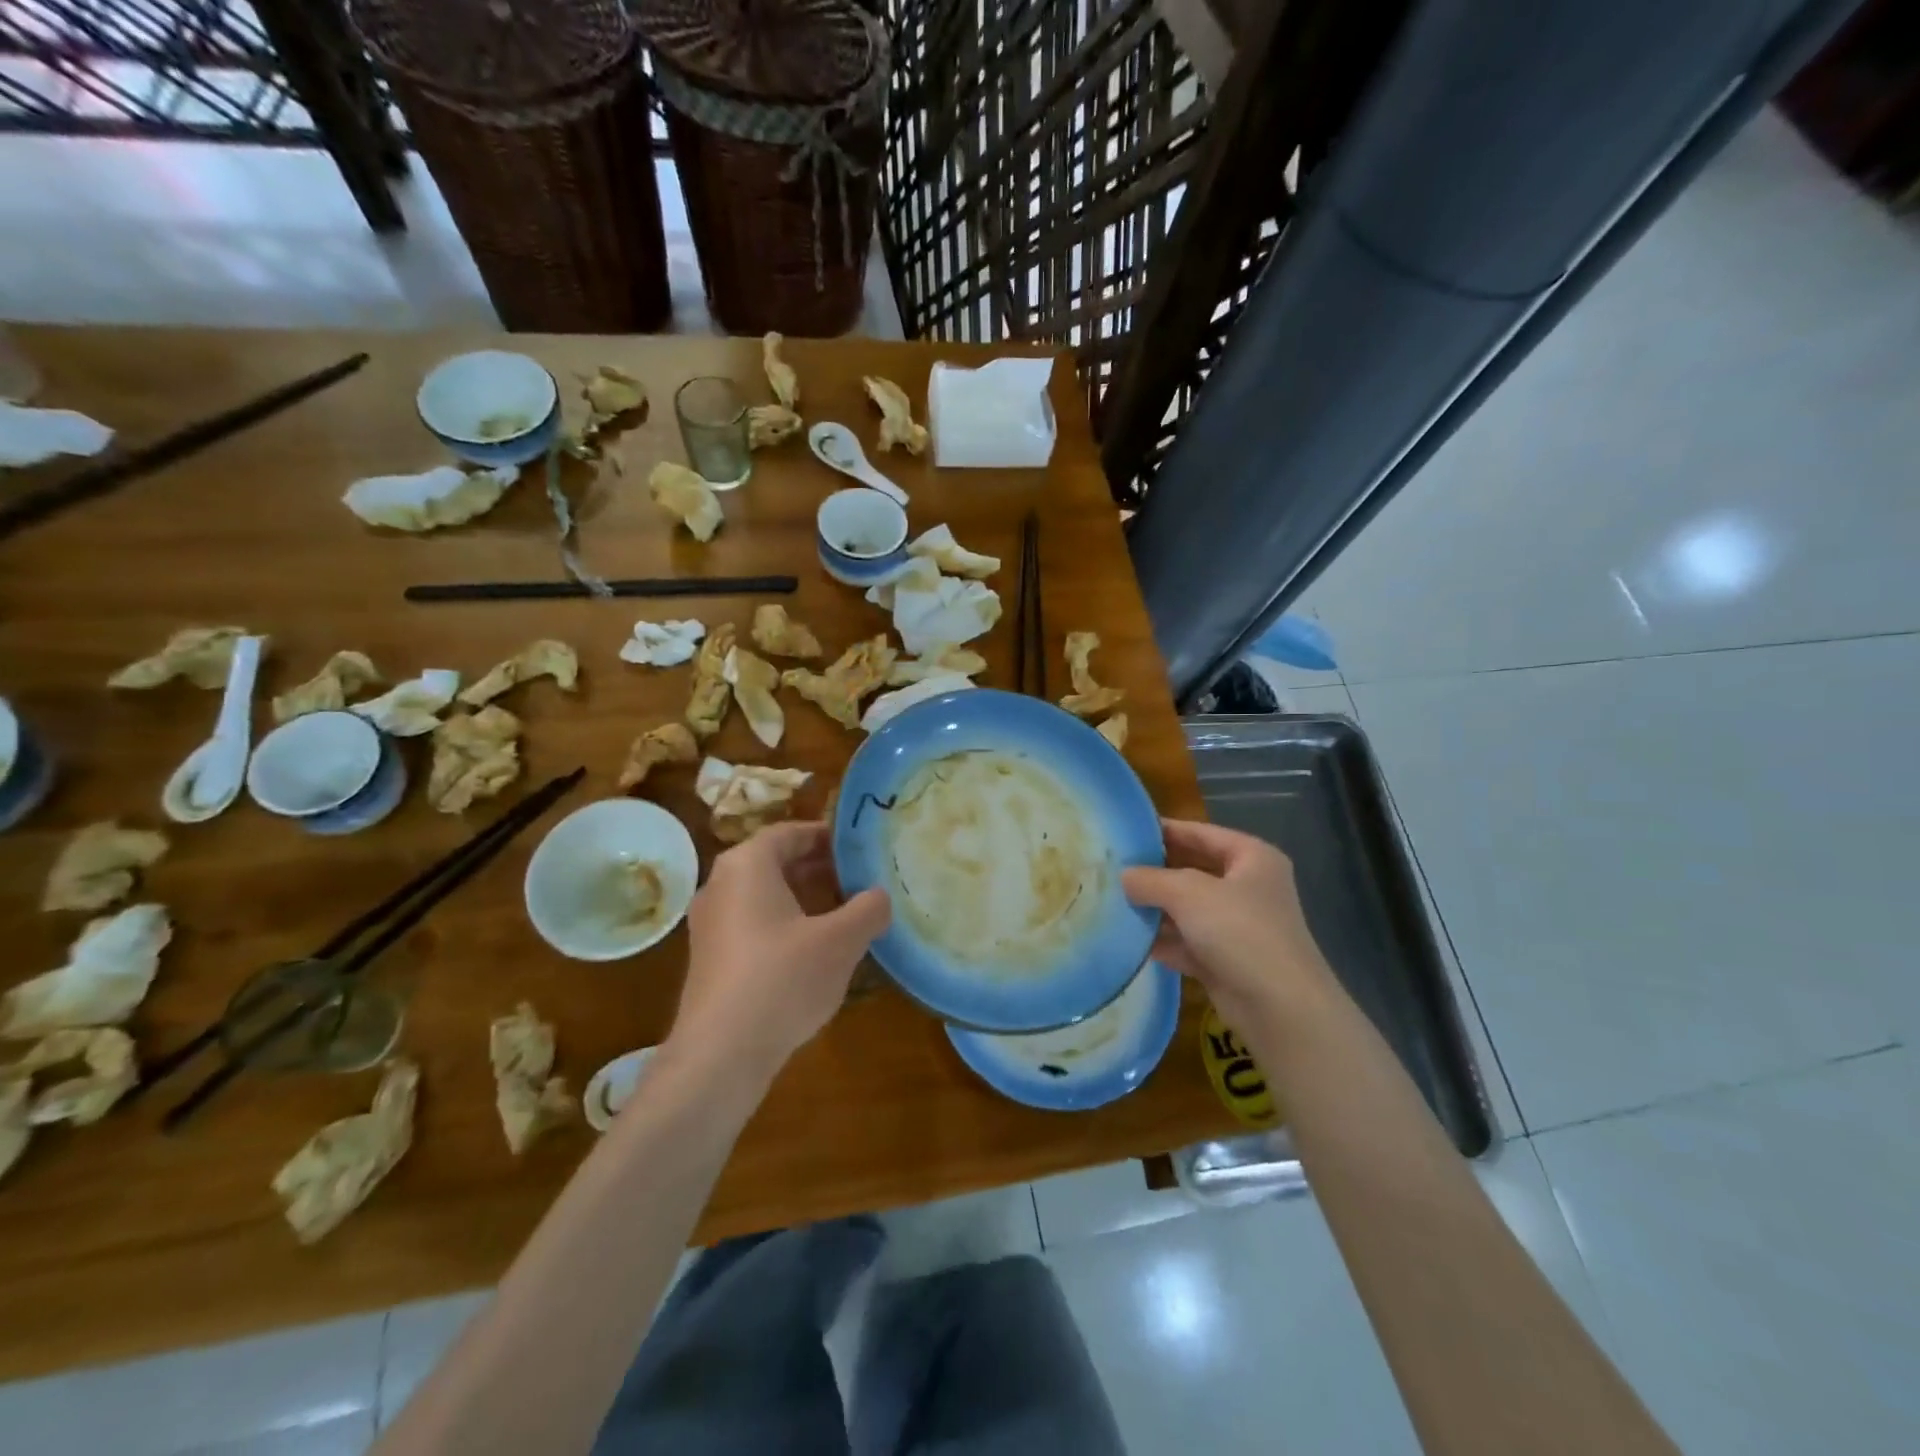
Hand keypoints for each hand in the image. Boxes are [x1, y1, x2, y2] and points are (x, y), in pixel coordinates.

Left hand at [668, 821, 890, 1079]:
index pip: (790, 832)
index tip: (861, 847)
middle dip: (820, 869)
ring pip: (765, 896)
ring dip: (805, 899)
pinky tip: (815, 952)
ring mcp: (710, 924)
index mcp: (747, 865)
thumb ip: (868, 909)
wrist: (719, 1055)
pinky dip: (785, 925)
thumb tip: (879, 897)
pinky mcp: (710, 958)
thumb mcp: (841, 941)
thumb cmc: (782, 979)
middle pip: (776, 862)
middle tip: (861, 880)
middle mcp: (721, 884)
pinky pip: (753, 924)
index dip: (828, 836)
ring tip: (845, 914)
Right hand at [1122, 818, 1336, 1031]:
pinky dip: (1161, 940)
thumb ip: (1151, 879)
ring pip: (1187, 908)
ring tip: (1111, 900)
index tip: (1125, 831)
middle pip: (1192, 870)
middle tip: (1111, 867)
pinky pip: (1186, 941)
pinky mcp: (1225, 960)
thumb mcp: (1189, 893)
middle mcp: (1247, 887)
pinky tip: (1127, 939)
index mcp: (1251, 857)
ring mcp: (1237, 926)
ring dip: (1154, 908)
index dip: (1164, 830)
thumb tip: (1123, 876)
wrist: (1280, 1008)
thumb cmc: (1240, 931)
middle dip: (1154, 872)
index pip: (1200, 833)